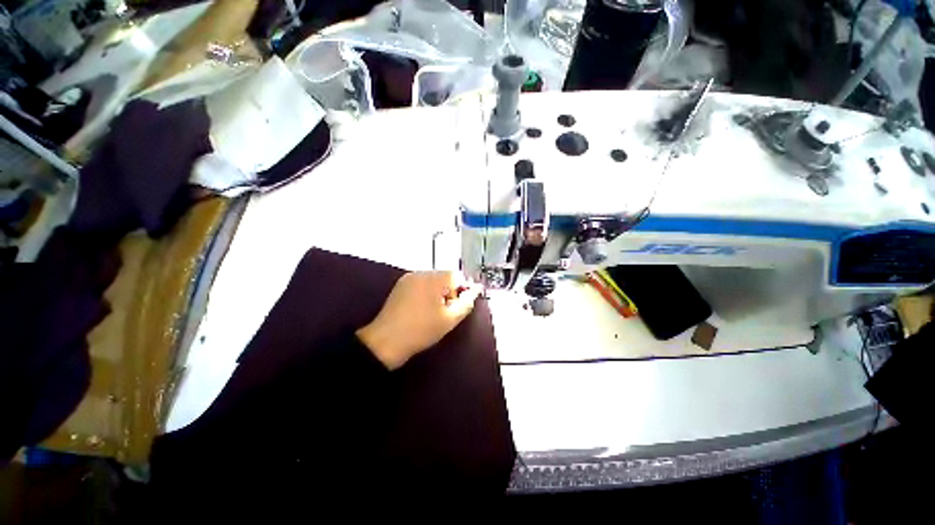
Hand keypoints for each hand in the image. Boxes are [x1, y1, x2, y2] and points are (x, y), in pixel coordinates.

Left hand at [357, 271, 481, 369]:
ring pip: (433, 281)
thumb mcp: (450, 319)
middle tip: (445, 312)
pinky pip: (421, 284)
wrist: (386, 342)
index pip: (457, 276)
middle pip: (444, 277)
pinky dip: (426, 293)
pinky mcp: (400, 286)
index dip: (461, 291)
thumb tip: (474, 290)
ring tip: (432, 312)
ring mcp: (408, 278)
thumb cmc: (421, 330)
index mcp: (433, 279)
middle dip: (449, 292)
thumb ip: (466, 302)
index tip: (456, 307)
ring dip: (438, 293)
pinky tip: (421, 310)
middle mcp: (420, 273)